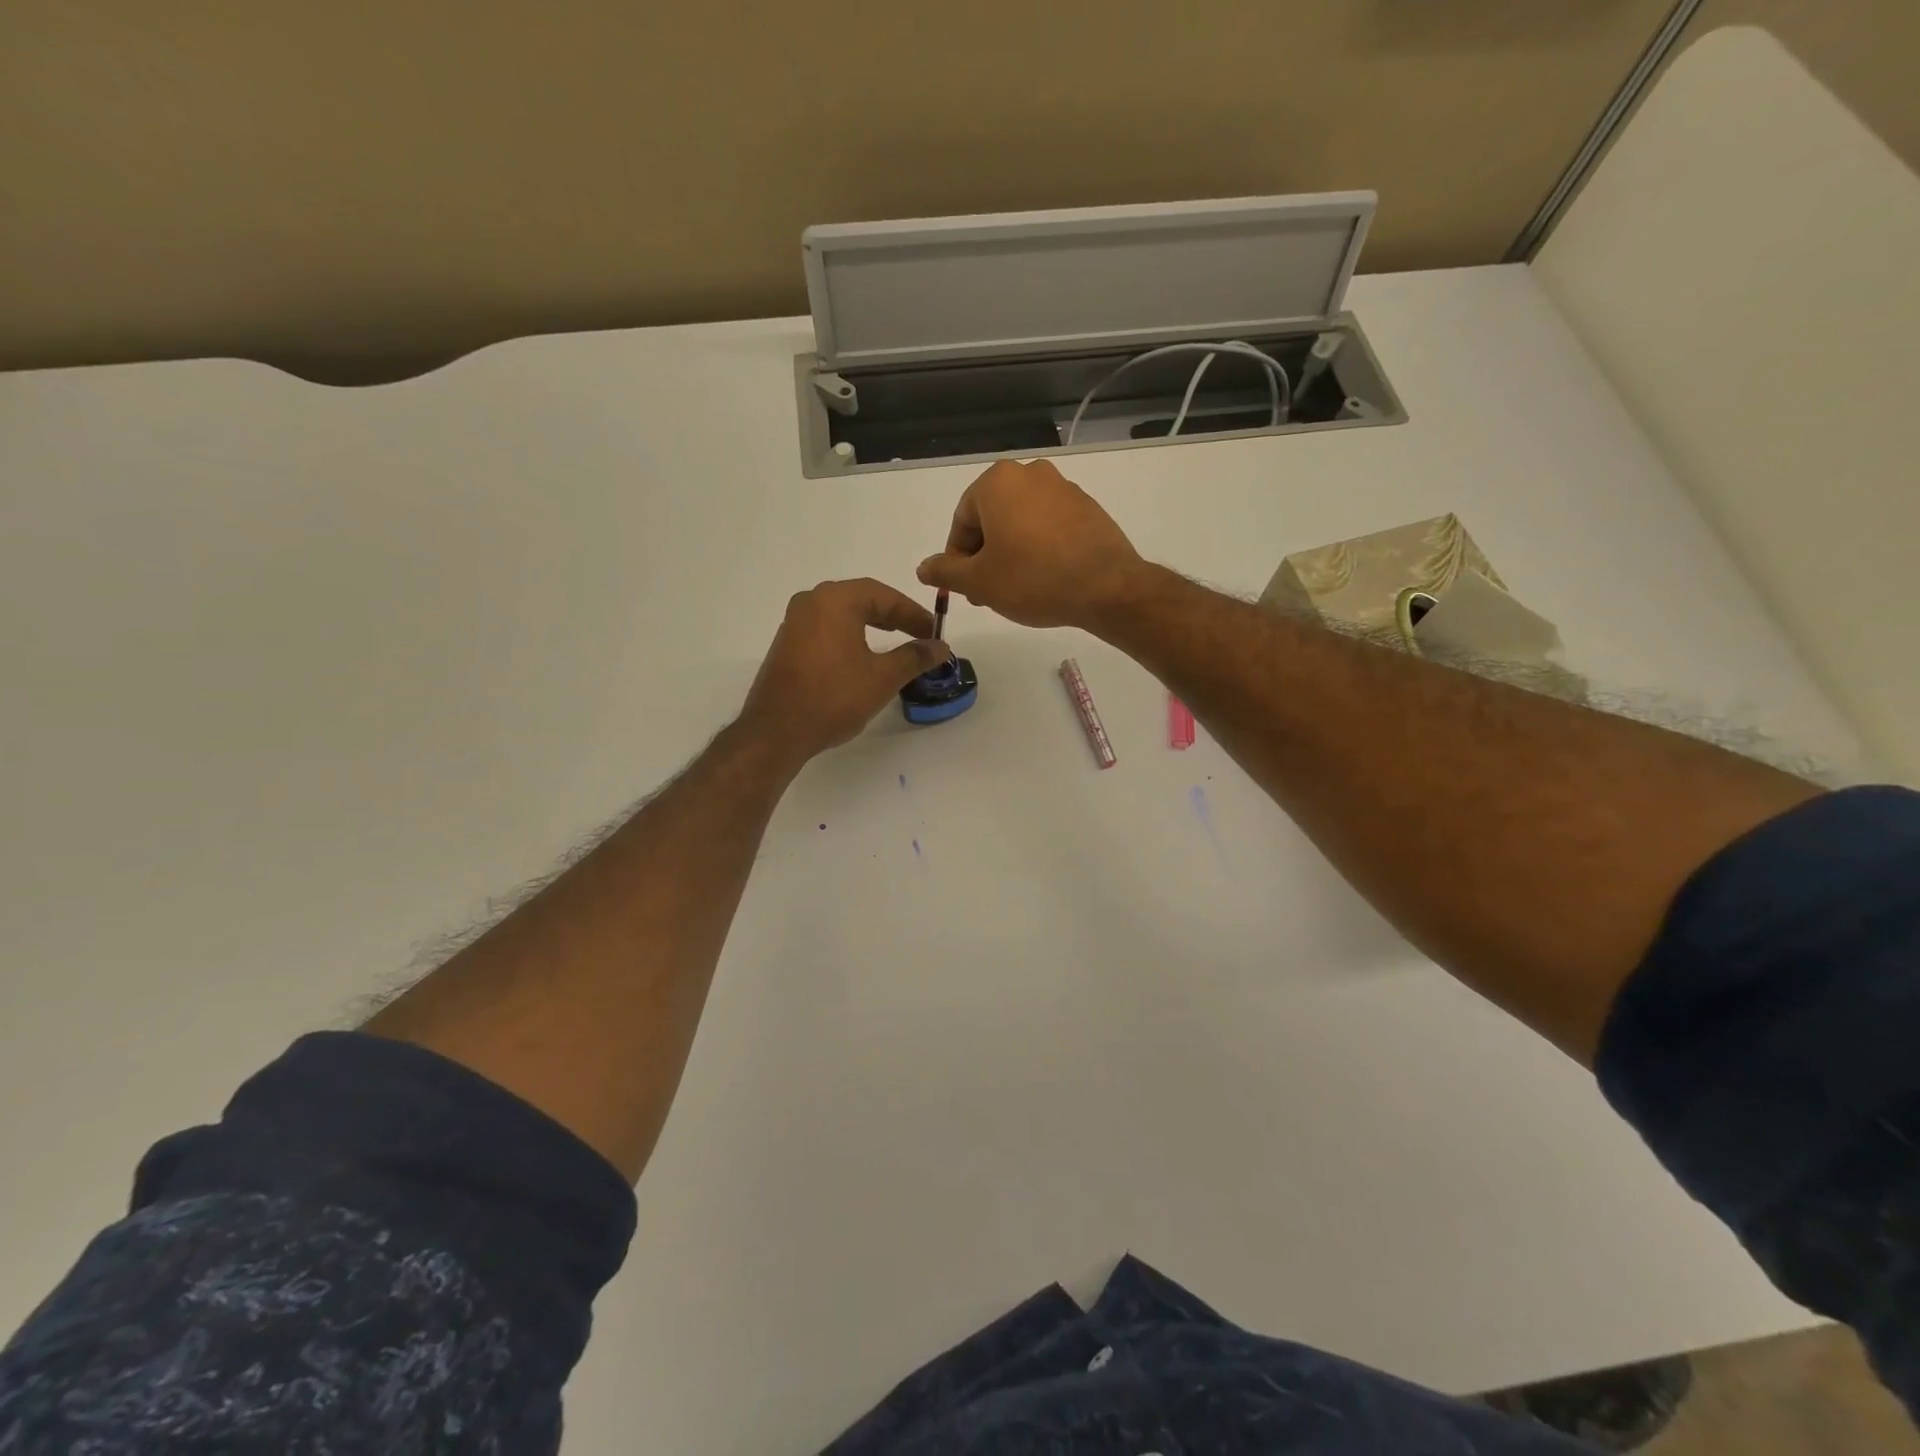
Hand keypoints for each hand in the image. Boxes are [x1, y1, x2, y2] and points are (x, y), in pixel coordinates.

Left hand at [740, 578, 950, 763]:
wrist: (777, 731)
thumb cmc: (834, 697)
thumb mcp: (883, 677)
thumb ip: (915, 657)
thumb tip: (940, 647)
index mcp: (835, 600)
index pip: (884, 595)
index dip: (914, 613)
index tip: (934, 633)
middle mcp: (811, 601)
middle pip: (862, 599)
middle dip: (894, 615)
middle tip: (920, 635)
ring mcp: (794, 622)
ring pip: (843, 614)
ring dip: (872, 625)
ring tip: (896, 642)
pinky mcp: (787, 644)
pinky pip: (827, 629)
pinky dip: (850, 636)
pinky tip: (862, 656)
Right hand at [916, 460, 1147, 628]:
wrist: (1106, 587)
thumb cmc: (1032, 580)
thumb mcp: (979, 581)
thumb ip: (945, 572)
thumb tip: (923, 568)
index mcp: (998, 482)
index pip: (962, 521)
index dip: (957, 558)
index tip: (965, 588)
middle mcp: (1030, 473)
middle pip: (991, 518)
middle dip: (984, 556)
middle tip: (987, 592)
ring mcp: (1063, 487)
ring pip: (1020, 522)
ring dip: (1010, 553)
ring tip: (1016, 589)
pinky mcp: (1087, 507)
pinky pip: (1049, 526)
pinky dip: (1039, 548)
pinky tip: (1044, 578)